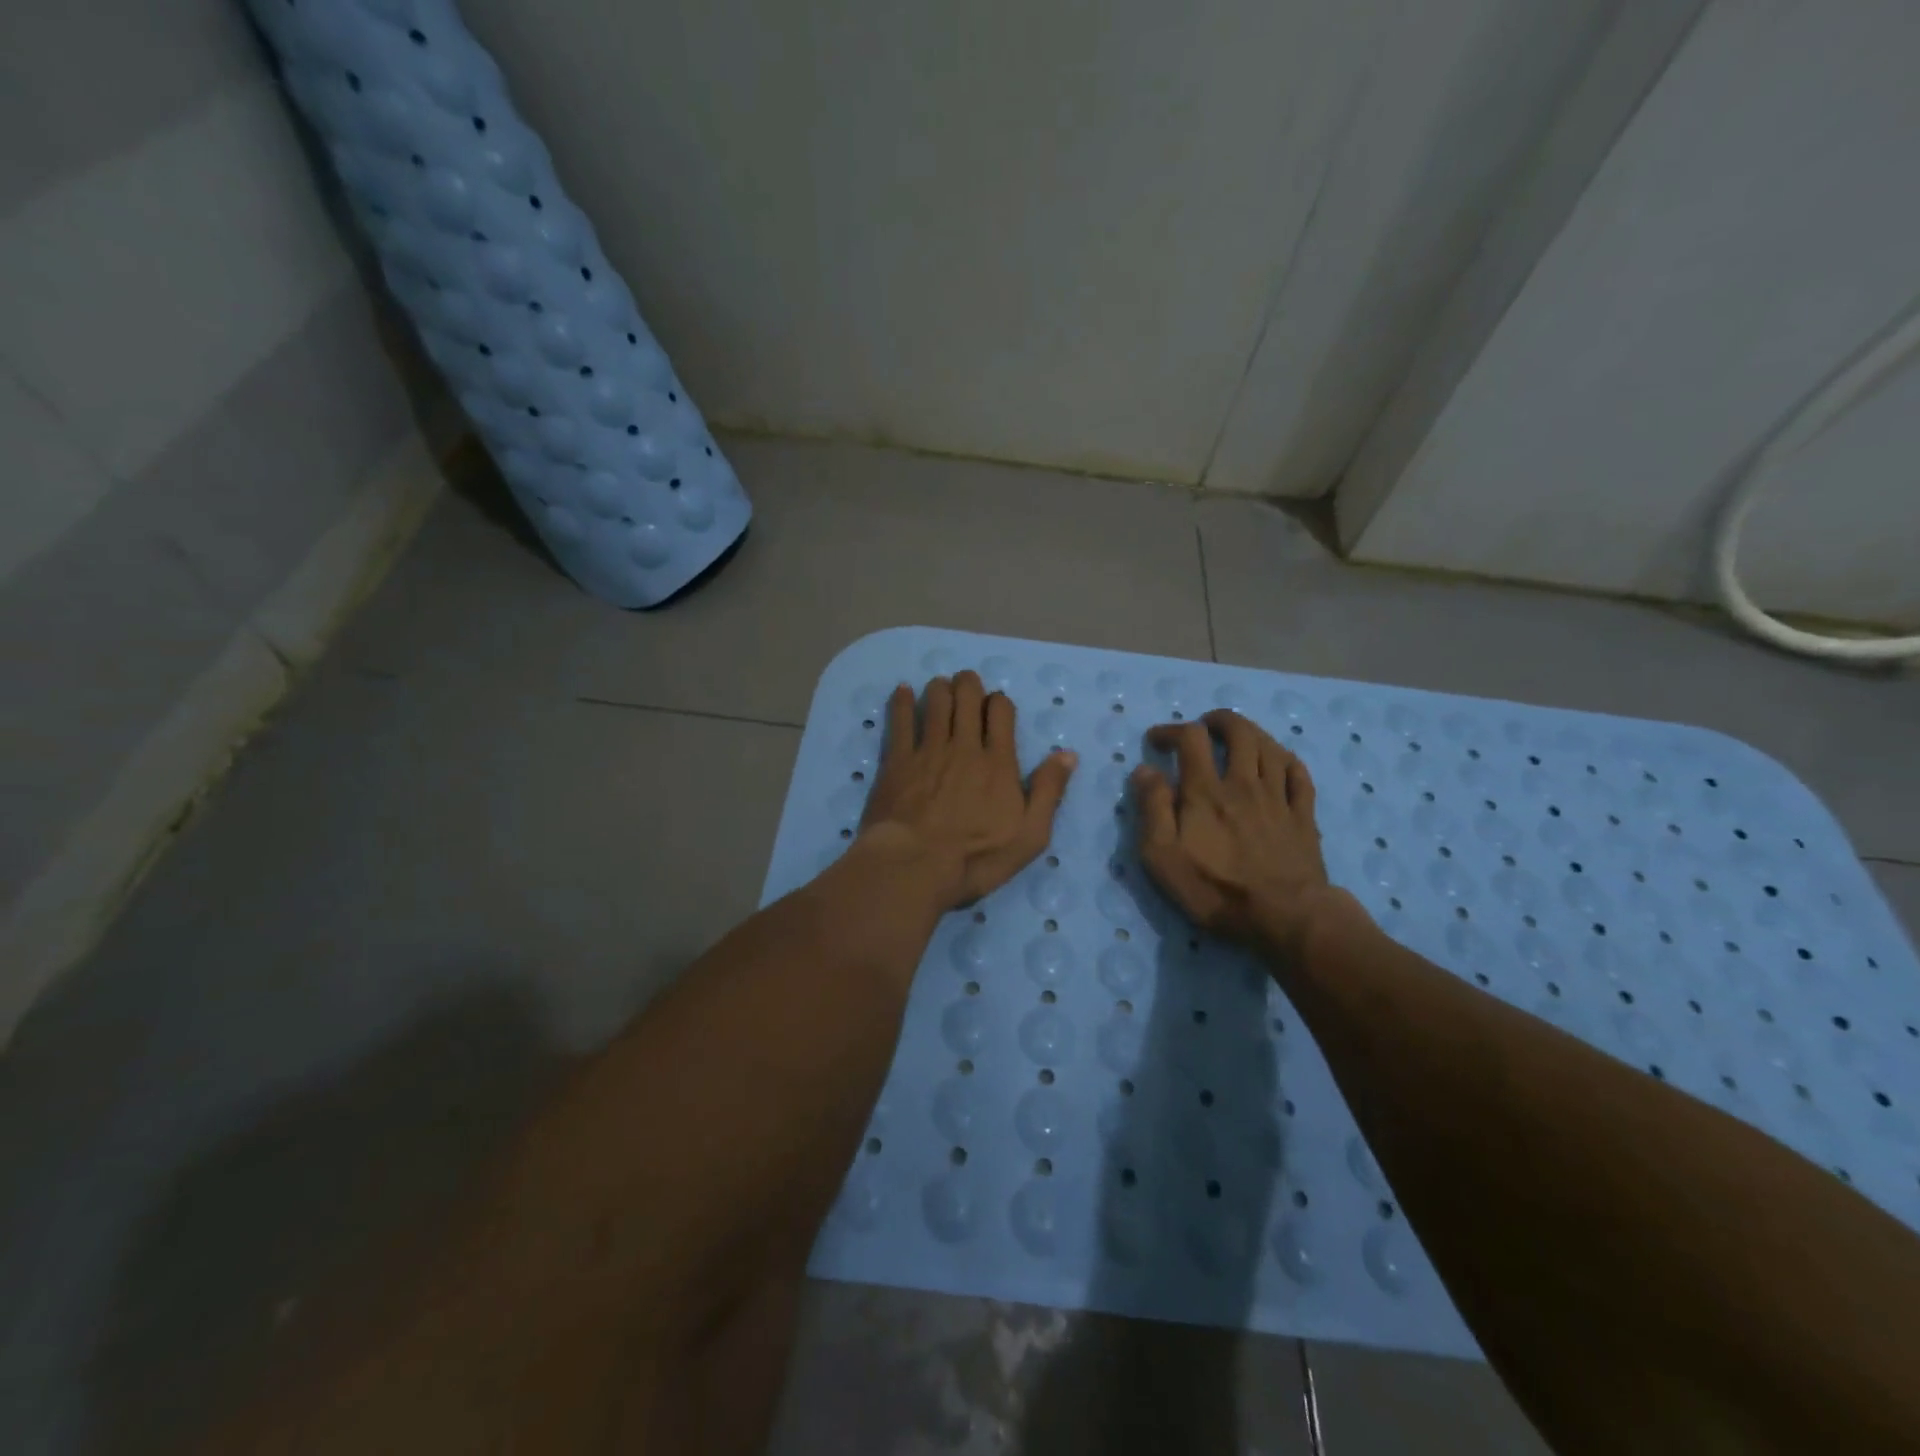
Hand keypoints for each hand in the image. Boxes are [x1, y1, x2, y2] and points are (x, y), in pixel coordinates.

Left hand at [860, 672, 1077, 910]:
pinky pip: (901, 720)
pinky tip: (902, 690)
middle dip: (969, 684)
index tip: (996, 705)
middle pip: (967, 698)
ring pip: (936, 702)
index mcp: (998, 763)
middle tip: (966, 684)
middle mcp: (964, 746)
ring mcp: (928, 750)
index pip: (1001, 712)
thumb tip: (1067, 754)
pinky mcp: (897, 760)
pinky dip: (902, 701)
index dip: (999, 702)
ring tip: (941, 686)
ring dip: (941, 688)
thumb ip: (1048, 792)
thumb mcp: (1029, 836)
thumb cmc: (976, 858)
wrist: (914, 866)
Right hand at [1130, 709, 1345, 958]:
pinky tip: (1279, 762)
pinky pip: (1299, 775)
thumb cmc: (1215, 889)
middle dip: (1219, 721)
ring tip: (1239, 738)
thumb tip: (1145, 770)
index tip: (1156, 741)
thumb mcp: (1163, 856)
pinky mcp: (1303, 816)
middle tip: (1204, 727)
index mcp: (1206, 791)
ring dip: (1252, 733)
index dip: (1171, 730)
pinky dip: (1286, 760)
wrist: (1284, 917)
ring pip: (1270, 747)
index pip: (1190, 738)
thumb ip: (1152, 809)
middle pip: (1239, 732)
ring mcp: (1278, 798)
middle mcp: (1244, 783)